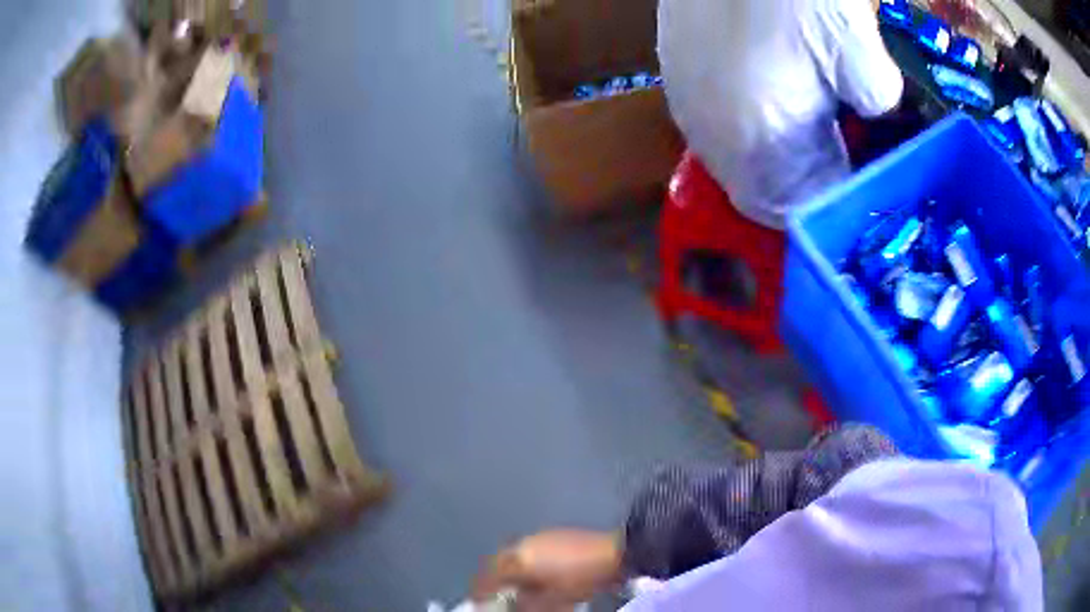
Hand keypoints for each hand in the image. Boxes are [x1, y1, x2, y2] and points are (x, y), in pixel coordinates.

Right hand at [472, 529, 622, 609]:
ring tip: (513, 584)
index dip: (480, 592)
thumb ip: (525, 604)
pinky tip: (534, 571)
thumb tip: (511, 604)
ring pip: (513, 553)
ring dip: (508, 568)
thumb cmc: (580, 580)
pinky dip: (524, 560)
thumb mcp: (552, 600)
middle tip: (492, 593)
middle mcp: (523, 544)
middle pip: (497, 562)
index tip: (477, 602)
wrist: (615, 553)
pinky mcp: (553, 533)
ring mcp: (539, 536)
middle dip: (491, 577)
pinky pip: (528, 548)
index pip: (488, 577)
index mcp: (518, 560)